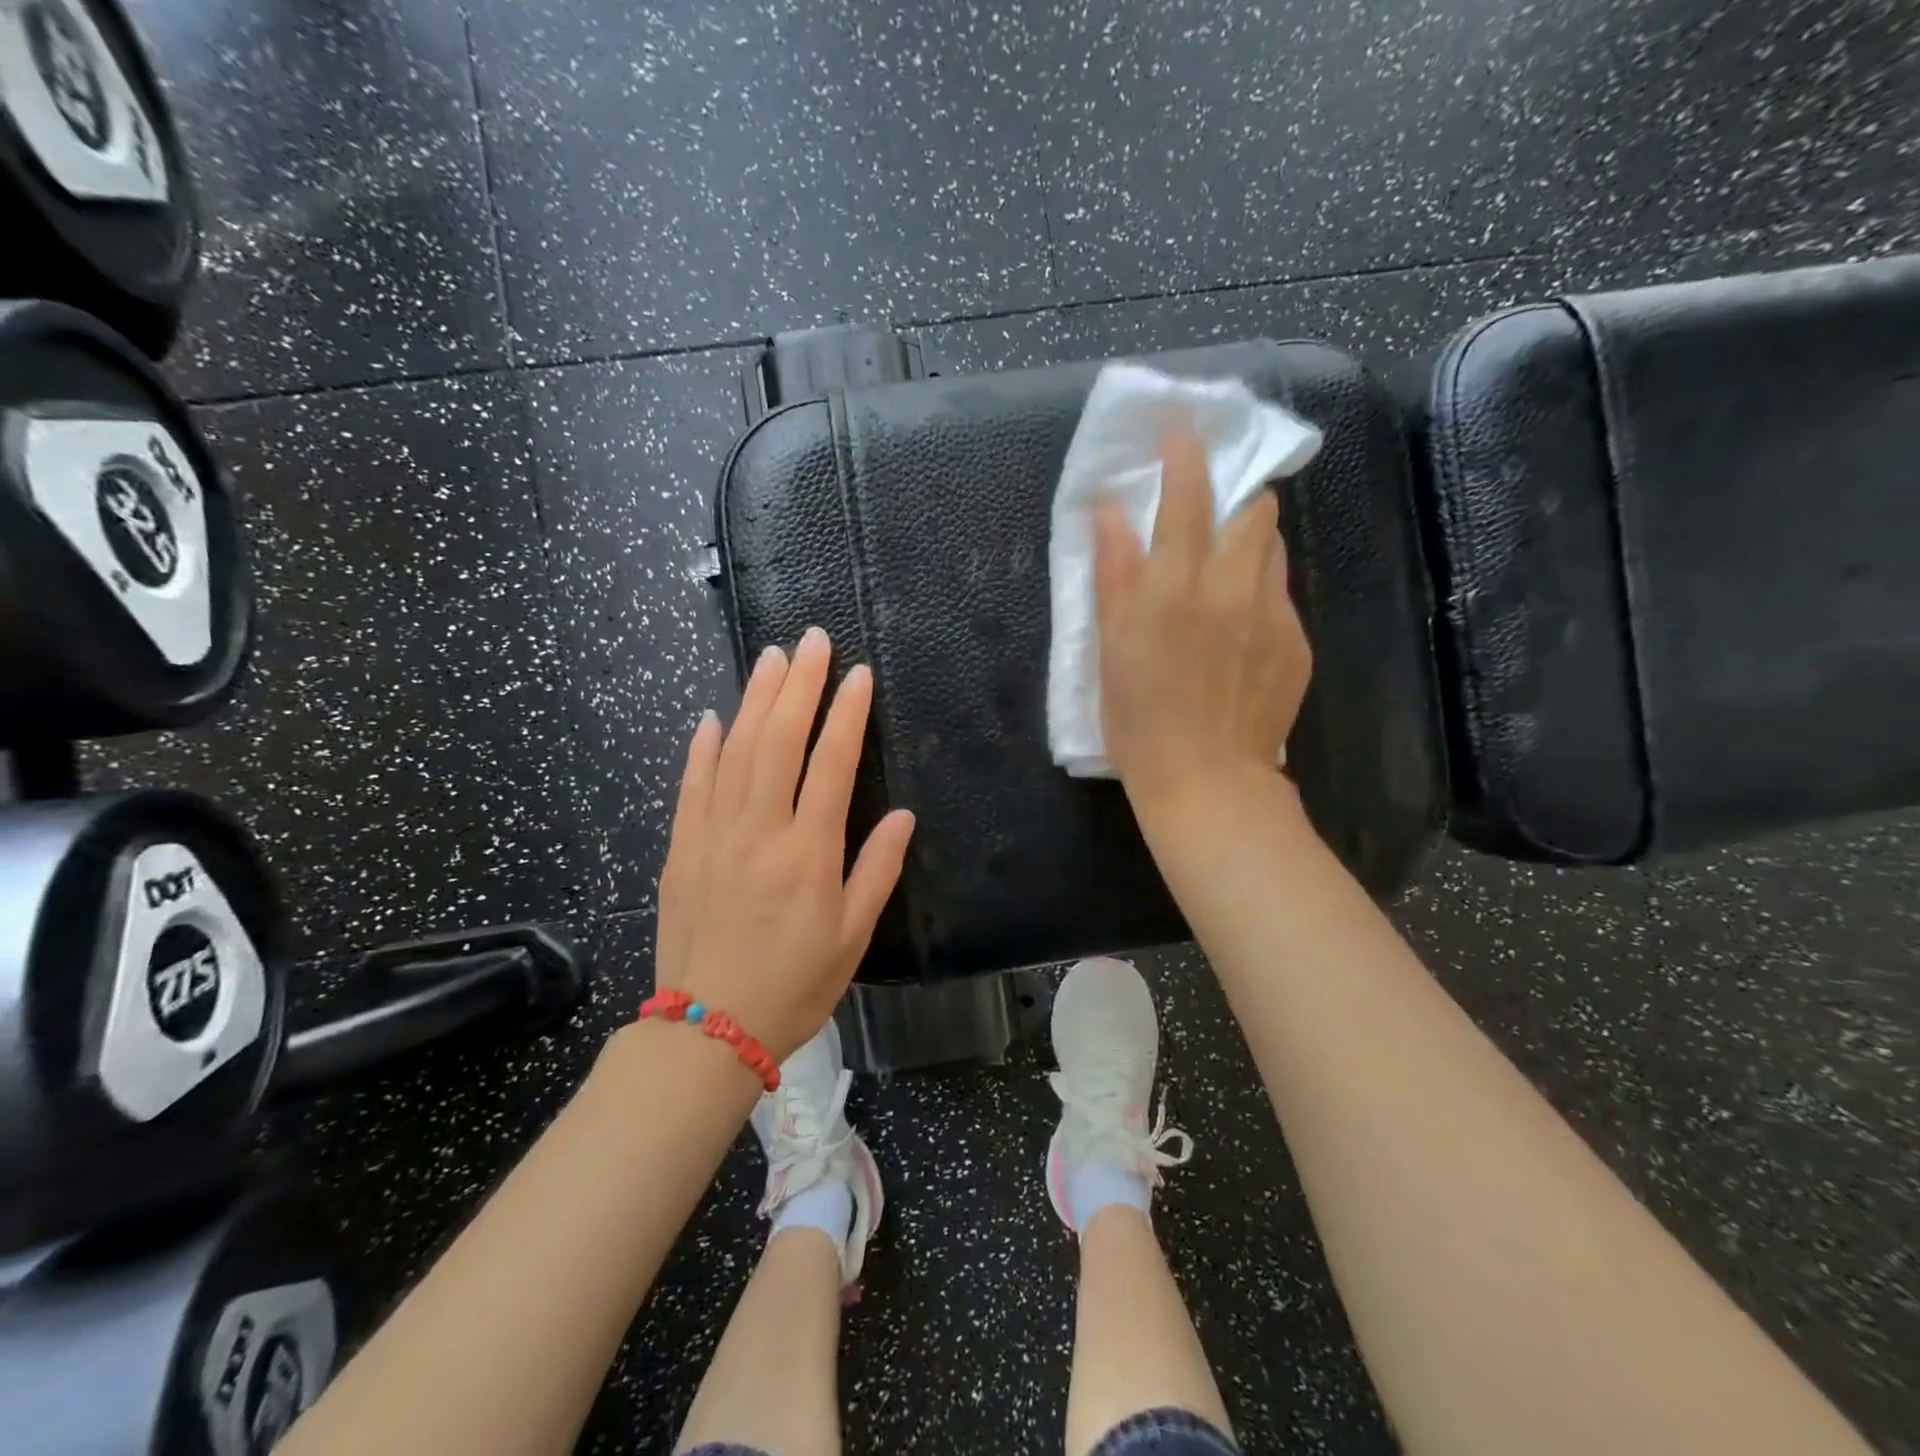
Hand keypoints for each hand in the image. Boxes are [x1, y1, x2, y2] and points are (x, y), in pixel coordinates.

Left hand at [654, 626, 914, 1061]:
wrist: (708, 1029)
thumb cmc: (794, 985)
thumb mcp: (853, 936)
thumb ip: (877, 869)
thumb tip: (901, 814)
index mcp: (809, 851)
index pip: (832, 763)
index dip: (847, 713)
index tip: (858, 673)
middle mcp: (760, 830)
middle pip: (779, 740)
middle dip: (798, 685)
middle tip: (811, 640)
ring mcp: (713, 835)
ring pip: (734, 751)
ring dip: (754, 699)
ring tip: (771, 658)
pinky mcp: (681, 848)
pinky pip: (691, 786)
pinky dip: (701, 747)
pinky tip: (712, 716)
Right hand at [1092, 422, 1312, 816]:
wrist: (1207, 781)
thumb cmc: (1139, 718)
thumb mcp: (1110, 647)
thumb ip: (1113, 571)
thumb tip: (1111, 509)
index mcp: (1176, 585)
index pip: (1189, 494)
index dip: (1187, 452)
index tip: (1184, 427)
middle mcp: (1232, 586)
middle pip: (1254, 509)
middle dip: (1236, 495)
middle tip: (1212, 512)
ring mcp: (1273, 614)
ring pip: (1273, 549)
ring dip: (1251, 542)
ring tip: (1225, 571)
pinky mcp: (1297, 643)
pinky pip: (1281, 596)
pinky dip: (1260, 592)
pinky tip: (1239, 631)